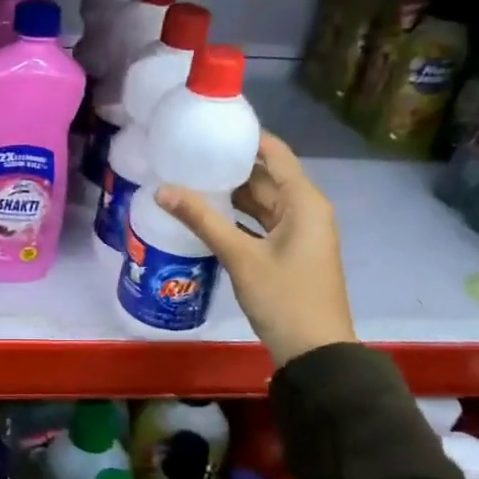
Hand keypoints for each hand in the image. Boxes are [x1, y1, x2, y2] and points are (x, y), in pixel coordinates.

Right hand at [154, 132, 355, 368]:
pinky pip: (261, 221)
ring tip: (191, 178)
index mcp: (304, 202)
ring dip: (231, 192)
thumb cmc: (284, 297)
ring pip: (262, 201)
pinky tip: (207, 213)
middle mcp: (305, 210)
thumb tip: (162, 190)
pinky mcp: (289, 252)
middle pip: (266, 176)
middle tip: (189, 153)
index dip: (246, 137)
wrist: (316, 352)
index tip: (211, 126)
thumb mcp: (240, 256)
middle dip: (230, 165)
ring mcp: (299, 233)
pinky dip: (238, 215)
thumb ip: (202, 220)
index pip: (275, 153)